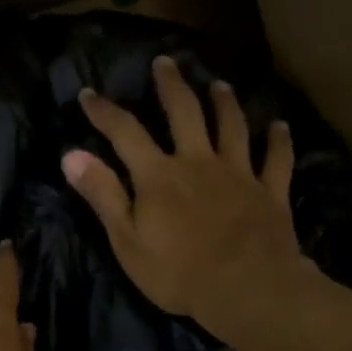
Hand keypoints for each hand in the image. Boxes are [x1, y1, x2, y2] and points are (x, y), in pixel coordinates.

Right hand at [63, 56, 309, 335]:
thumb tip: (71, 155)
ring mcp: (238, 174)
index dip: (104, 112)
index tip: (88, 94)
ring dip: (225, 103)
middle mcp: (198, 163)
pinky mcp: (269, 192)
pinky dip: (279, 141)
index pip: (125, 132)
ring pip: (232, 127)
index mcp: (159, 176)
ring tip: (219, 84)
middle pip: (185, 113)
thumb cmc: (178, 272)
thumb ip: (103, 195)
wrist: (246, 288)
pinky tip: (280, 127)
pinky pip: (276, 160)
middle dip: (172, 86)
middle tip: (166, 62)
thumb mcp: (127, 241)